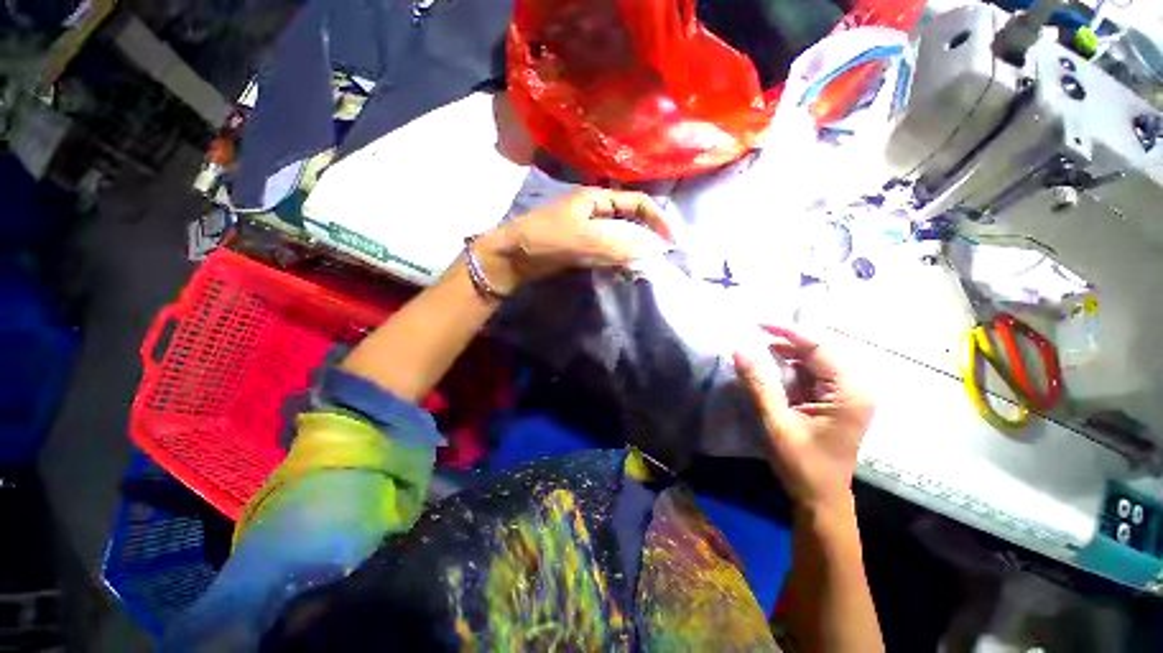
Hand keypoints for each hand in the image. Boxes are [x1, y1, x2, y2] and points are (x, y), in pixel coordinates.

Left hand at [474, 188, 673, 292]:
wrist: (512, 257)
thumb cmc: (543, 238)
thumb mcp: (579, 238)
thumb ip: (614, 243)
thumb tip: (648, 251)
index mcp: (596, 199)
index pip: (637, 202)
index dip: (657, 218)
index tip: (670, 240)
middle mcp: (596, 212)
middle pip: (631, 220)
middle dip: (648, 236)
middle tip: (661, 257)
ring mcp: (590, 231)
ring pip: (621, 238)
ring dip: (635, 251)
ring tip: (647, 267)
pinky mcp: (583, 249)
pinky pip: (609, 252)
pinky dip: (620, 261)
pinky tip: (626, 271)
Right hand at [734, 326, 872, 513]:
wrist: (821, 499)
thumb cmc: (802, 464)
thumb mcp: (776, 422)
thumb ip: (759, 383)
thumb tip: (739, 348)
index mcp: (850, 392)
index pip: (819, 347)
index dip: (787, 332)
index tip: (756, 323)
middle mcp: (856, 388)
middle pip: (820, 351)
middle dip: (786, 342)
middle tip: (753, 337)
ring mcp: (848, 394)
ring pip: (816, 360)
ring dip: (787, 354)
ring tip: (758, 351)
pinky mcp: (837, 401)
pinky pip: (814, 373)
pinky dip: (791, 367)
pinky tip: (772, 368)